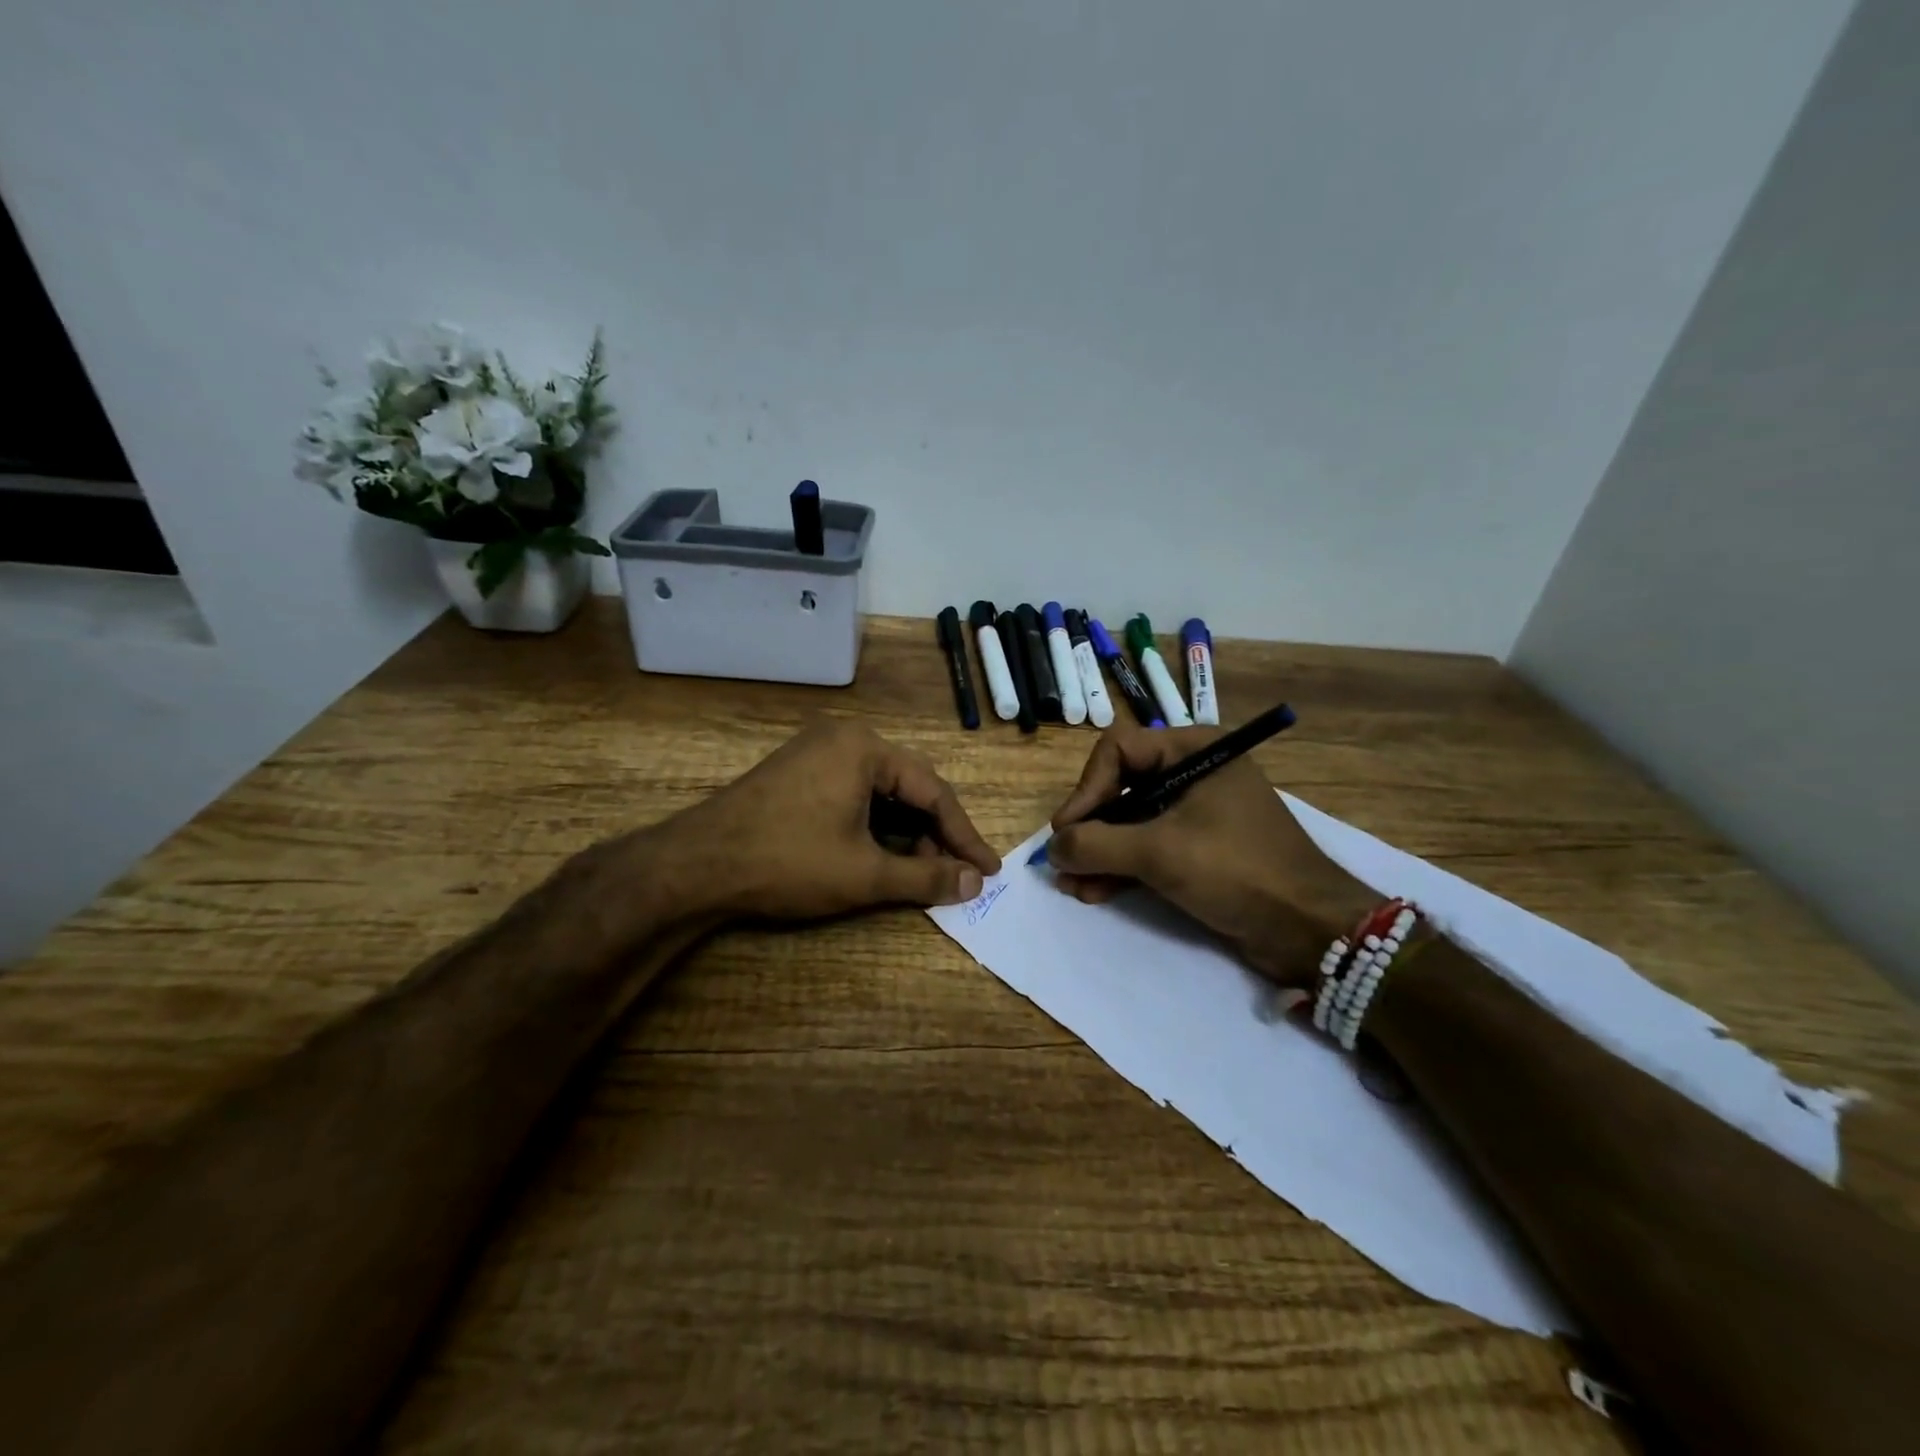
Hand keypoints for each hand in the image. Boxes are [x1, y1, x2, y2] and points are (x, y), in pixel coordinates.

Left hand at [653, 721, 1001, 920]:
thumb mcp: (864, 874)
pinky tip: (882, 855)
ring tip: (921, 872)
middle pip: (908, 787)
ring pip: (880, 793)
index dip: (964, 835)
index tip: (988, 870)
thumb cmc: (787, 862)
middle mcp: (844, 738)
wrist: (695, 865)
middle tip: (955, 875)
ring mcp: (817, 753)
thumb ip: (925, 877)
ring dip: (905, 833)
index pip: (933, 791)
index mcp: (865, 748)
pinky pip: (853, 794)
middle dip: (934, 834)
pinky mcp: (797, 773)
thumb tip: (973, 883)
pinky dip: (874, 826)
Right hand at [1047, 725, 1377, 984]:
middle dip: (1090, 827)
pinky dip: (1121, 867)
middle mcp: (1193, 772)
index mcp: (1194, 750)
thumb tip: (1053, 848)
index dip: (1087, 788)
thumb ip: (1097, 844)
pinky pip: (1148, 848)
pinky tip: (1093, 893)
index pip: (1119, 750)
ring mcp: (1197, 812)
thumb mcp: (1160, 852)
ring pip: (1131, 822)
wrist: (1311, 929)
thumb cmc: (1237, 870)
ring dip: (1099, 852)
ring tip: (1071, 885)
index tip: (1068, 829)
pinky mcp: (1199, 849)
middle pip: (1121, 786)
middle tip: (1064, 860)